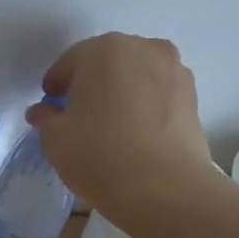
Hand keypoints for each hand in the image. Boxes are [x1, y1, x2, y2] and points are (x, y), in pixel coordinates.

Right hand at [25, 33, 223, 222]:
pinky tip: (134, 132)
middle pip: (106, 62)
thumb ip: (45, 118)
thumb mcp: (54, 138)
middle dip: (91, 83)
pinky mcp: (194, 97)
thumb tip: (44, 112)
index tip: (50, 106)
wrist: (164, 188)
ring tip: (110, 124)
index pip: (70, 62)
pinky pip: (158, 94)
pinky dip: (144, 105)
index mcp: (103, 49)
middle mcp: (143, 49)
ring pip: (136, 76)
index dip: (56, 85)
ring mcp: (174, 71)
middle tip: (78, 114)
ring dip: (121, 91)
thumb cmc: (98, 154)